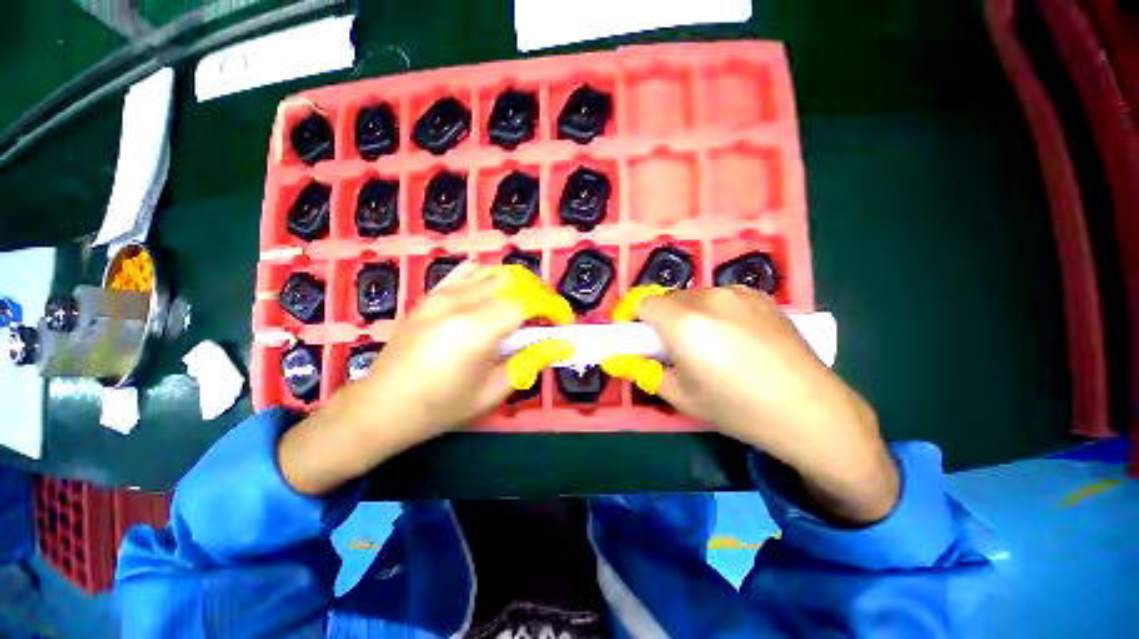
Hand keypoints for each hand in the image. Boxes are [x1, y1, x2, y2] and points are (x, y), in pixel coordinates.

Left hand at [278, 262, 573, 494]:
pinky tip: (493, 297)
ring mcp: (441, 294)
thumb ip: (530, 361)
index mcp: (476, 329)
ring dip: (519, 285)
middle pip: (515, 280)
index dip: (553, 307)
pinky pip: (469, 272)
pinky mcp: (431, 294)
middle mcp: (460, 302)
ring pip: (494, 272)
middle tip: (549, 316)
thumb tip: (561, 345)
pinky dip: (491, 278)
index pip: (528, 301)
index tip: (564, 323)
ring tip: (526, 306)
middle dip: (541, 293)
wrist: (381, 407)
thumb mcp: (492, 391)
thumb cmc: (440, 407)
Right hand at [604, 286, 897, 523]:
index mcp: (684, 322)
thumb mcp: (680, 397)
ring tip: (709, 344)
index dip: (636, 319)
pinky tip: (737, 338)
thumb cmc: (737, 408)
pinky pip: (723, 298)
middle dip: (662, 319)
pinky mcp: (761, 296)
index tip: (640, 338)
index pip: (643, 302)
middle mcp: (708, 297)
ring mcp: (738, 293)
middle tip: (675, 348)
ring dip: (689, 314)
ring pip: (695, 296)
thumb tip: (630, 359)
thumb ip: (647, 371)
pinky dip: (716, 312)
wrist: (810, 410)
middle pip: (669, 298)